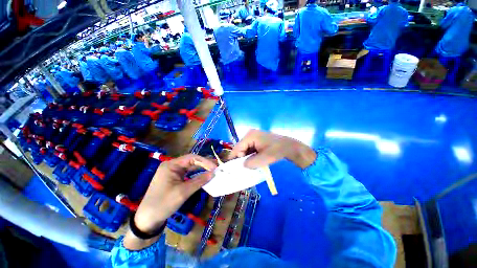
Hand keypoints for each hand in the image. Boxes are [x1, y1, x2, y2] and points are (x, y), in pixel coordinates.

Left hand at [123, 154, 216, 249]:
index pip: (192, 158)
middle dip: (204, 164)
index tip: (215, 167)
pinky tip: (204, 176)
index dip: (205, 161)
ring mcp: (173, 172)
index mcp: (171, 165)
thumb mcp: (183, 192)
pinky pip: (188, 174)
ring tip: (213, 170)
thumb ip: (199, 181)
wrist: (147, 219)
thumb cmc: (163, 204)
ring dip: (202, 169)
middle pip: (191, 161)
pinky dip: (197, 175)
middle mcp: (172, 166)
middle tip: (216, 167)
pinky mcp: (174, 179)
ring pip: (191, 167)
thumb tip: (213, 173)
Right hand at [230, 130, 316, 168]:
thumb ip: (251, 163)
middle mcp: (249, 134)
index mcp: (250, 136)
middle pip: (240, 149)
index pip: (237, 148)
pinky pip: (249, 149)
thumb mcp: (264, 158)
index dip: (234, 159)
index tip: (235, 170)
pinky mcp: (256, 140)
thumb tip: (242, 166)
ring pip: (244, 150)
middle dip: (241, 159)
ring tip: (250, 166)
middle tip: (245, 169)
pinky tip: (254, 161)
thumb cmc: (277, 150)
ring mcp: (253, 137)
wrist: (289, 146)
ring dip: (246, 158)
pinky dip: (250, 156)